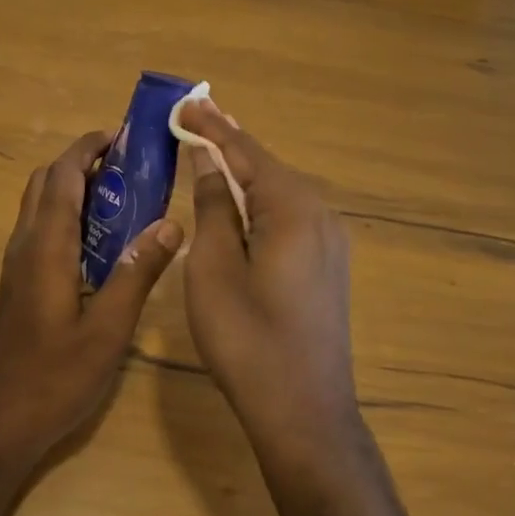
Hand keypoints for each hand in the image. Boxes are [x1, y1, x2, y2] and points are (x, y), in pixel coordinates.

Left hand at [0, 131, 182, 468]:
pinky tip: (97, 241)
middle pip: (46, 181)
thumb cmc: (54, 377)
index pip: (63, 176)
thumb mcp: (108, 330)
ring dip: (72, 185)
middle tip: (124, 164)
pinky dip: (66, 212)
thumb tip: (170, 222)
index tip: (119, 135)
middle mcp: (26, 244)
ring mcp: (17, 264)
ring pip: (39, 204)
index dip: (87, 148)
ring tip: (118, 194)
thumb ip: (137, 273)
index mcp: (47, 246)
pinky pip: (40, 228)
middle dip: (81, 161)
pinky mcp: (17, 283)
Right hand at [177, 100, 358, 454]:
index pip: (244, 152)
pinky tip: (239, 196)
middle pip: (265, 165)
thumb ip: (213, 206)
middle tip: (193, 117)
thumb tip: (209, 161)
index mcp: (292, 209)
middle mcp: (319, 213)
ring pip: (278, 189)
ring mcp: (329, 239)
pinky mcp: (327, 262)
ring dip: (243, 169)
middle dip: (227, 142)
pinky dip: (258, 197)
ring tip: (210, 145)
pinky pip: (288, 213)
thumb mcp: (214, 268)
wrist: (304, 414)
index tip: (185, 101)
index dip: (211, 126)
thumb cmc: (247, 339)